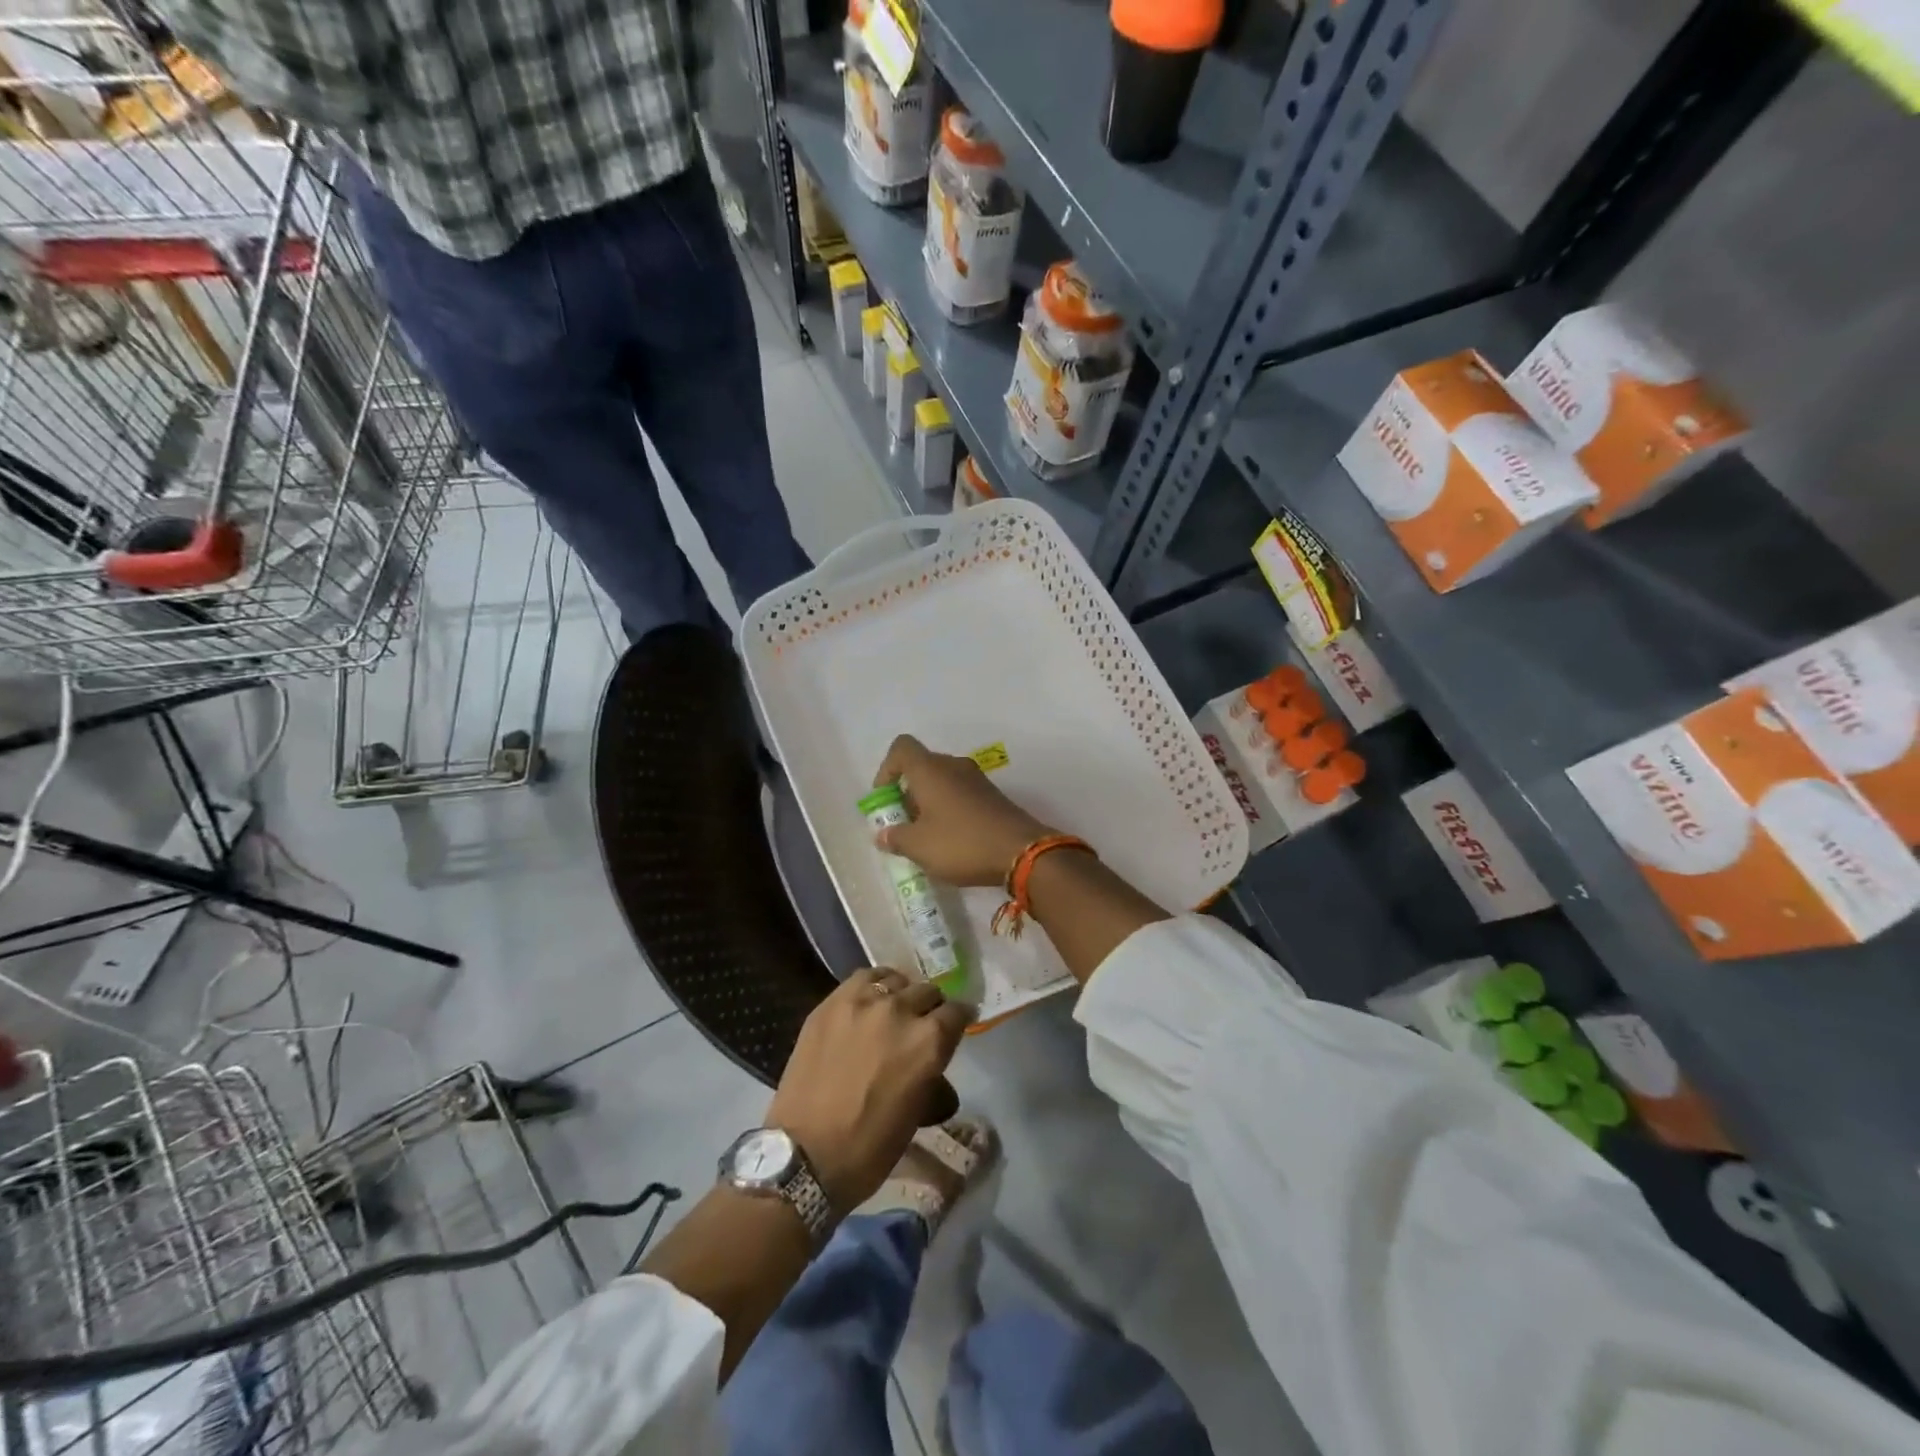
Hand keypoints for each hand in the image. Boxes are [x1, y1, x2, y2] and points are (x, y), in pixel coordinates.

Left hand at [765, 968, 972, 1211]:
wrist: (804, 1155)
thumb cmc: (869, 1147)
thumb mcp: (916, 1117)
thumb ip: (934, 1083)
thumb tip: (939, 1078)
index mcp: (929, 1041)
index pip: (958, 1012)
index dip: (959, 1021)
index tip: (954, 1029)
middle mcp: (900, 1010)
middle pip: (928, 992)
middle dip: (930, 1009)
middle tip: (921, 1027)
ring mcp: (862, 1001)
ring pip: (895, 980)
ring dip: (901, 995)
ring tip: (892, 1012)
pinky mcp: (831, 1002)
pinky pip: (863, 979)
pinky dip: (872, 987)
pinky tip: (868, 1003)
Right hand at [872, 734, 1053, 886]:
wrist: (1022, 852)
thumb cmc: (962, 843)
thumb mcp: (919, 846)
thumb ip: (895, 838)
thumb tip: (884, 834)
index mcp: (930, 770)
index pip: (901, 748)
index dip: (886, 770)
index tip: (885, 799)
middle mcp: (953, 766)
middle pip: (921, 767)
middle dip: (906, 793)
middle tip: (902, 825)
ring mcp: (977, 780)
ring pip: (942, 782)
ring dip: (928, 803)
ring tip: (925, 837)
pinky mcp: (993, 797)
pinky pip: (961, 795)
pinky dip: (949, 810)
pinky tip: (951, 840)